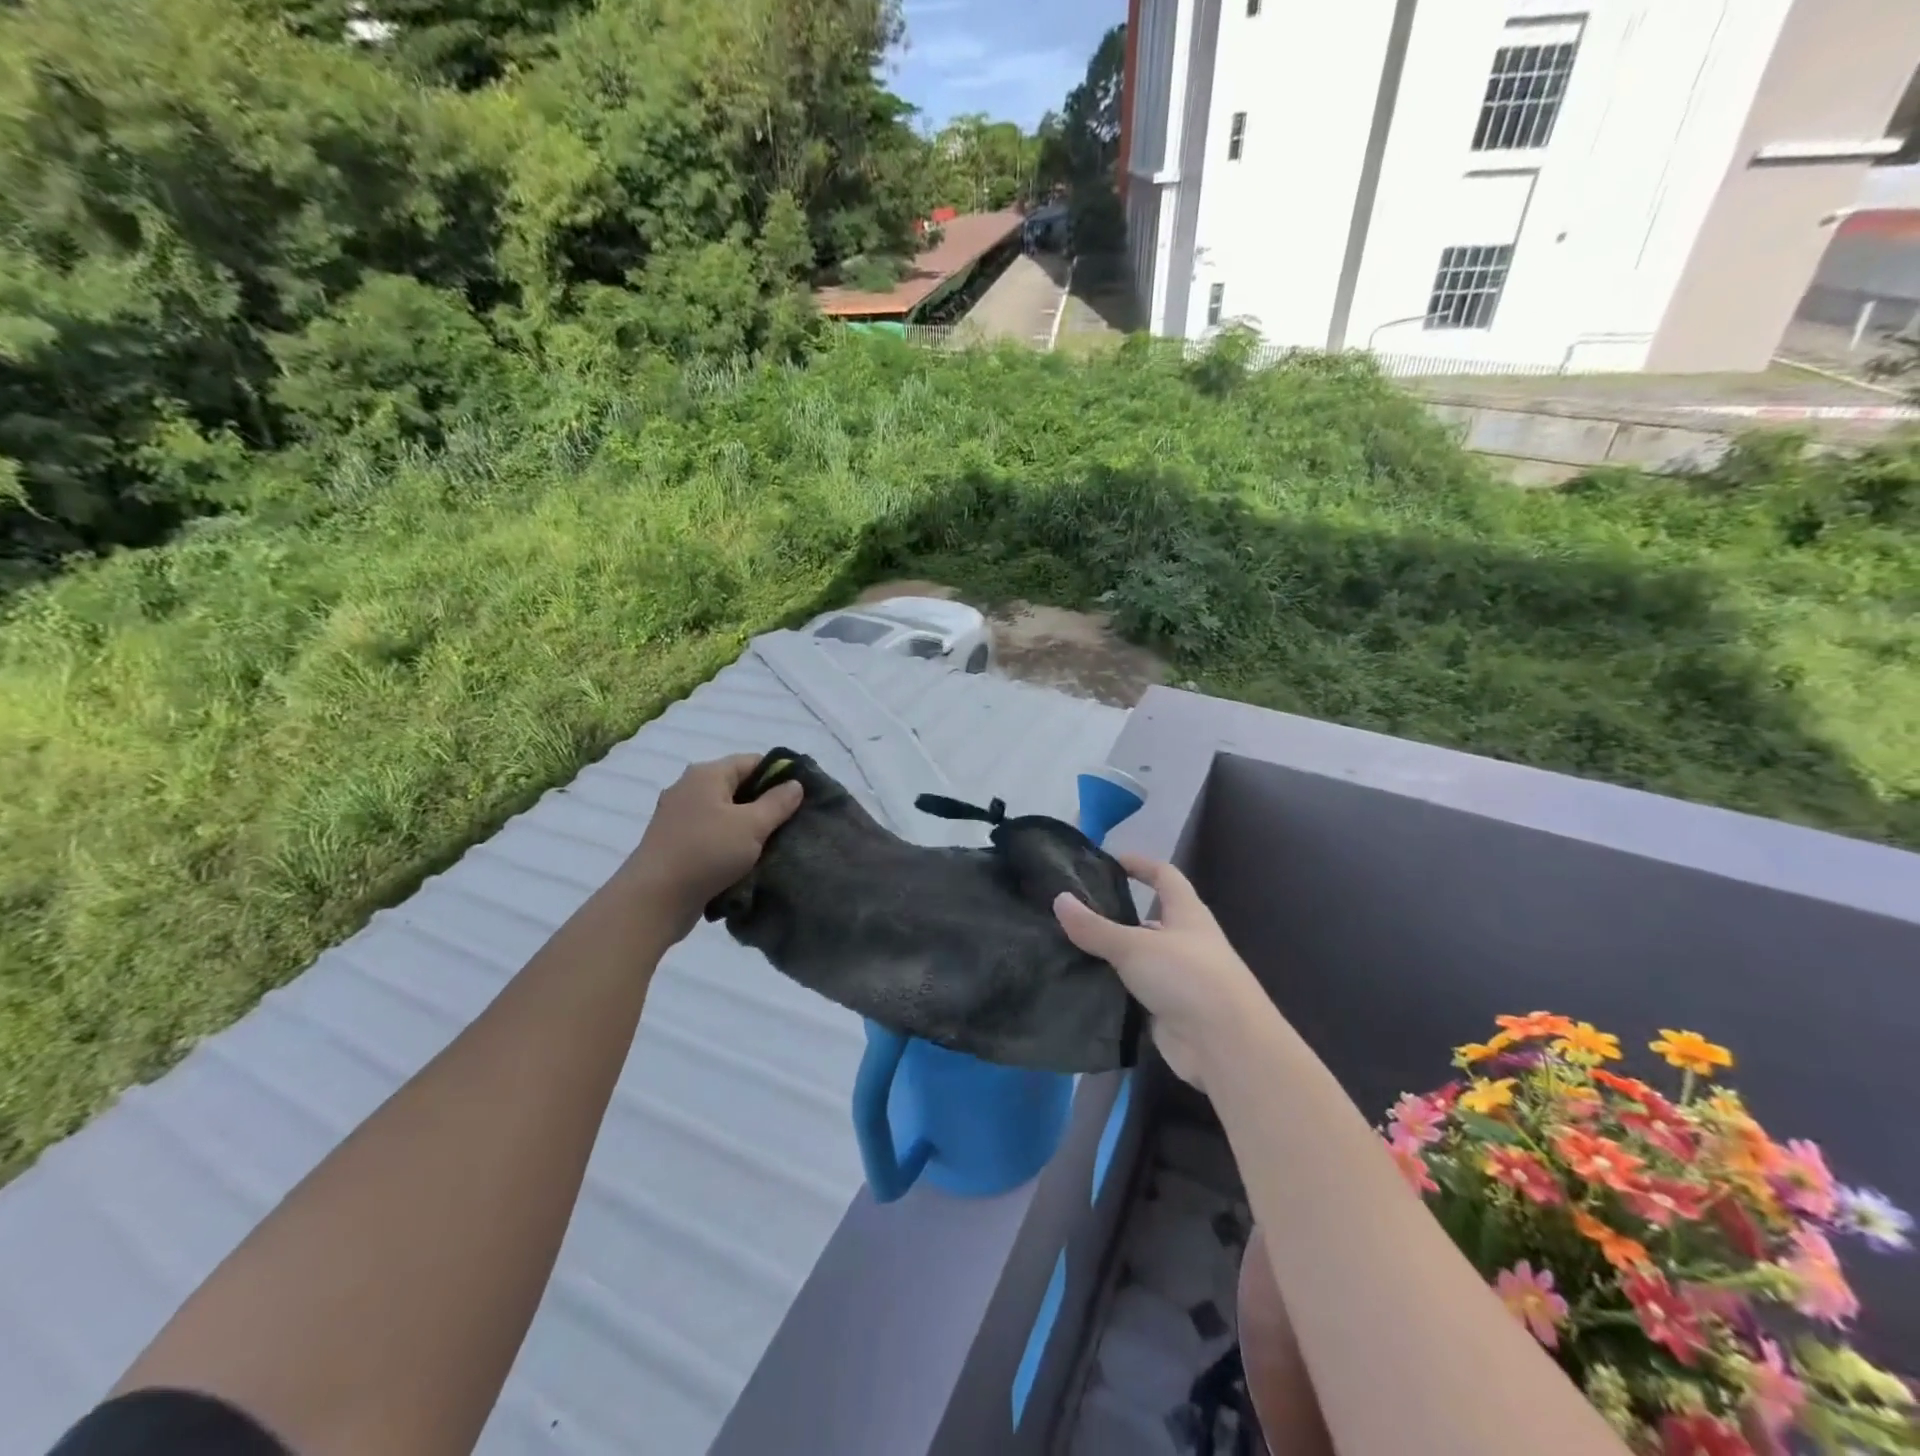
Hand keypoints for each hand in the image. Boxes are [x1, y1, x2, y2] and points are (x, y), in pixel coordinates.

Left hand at [621, 754, 803, 938]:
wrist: (653, 900)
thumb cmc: (706, 852)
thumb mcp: (752, 826)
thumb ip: (778, 802)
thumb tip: (795, 784)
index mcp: (707, 774)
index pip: (752, 761)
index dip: (779, 775)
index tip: (801, 796)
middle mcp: (689, 788)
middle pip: (737, 786)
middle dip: (765, 802)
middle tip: (791, 822)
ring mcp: (678, 816)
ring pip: (724, 812)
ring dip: (747, 825)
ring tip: (772, 843)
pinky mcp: (674, 842)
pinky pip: (711, 833)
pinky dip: (729, 841)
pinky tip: (745, 859)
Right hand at [1054, 855, 1267, 1088]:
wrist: (1225, 1046)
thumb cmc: (1187, 977)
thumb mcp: (1135, 946)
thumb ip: (1095, 927)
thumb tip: (1059, 899)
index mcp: (1187, 914)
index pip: (1165, 876)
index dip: (1140, 864)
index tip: (1108, 861)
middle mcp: (1185, 942)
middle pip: (1147, 919)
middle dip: (1114, 914)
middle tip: (1072, 911)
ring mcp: (1177, 979)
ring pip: (1137, 959)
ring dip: (1109, 955)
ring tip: (1066, 946)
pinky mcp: (1167, 1011)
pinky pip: (1133, 992)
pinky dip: (1111, 988)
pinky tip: (1080, 985)